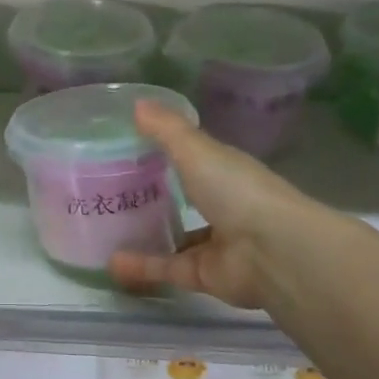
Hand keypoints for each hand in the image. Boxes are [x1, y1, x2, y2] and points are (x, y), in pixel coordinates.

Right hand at [109, 100, 343, 312]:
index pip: (195, 159)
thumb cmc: (235, 189)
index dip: (168, 152)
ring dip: (146, 235)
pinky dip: (140, 268)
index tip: (130, 147)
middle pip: (185, 199)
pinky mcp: (204, 276)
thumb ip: (166, 129)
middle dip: (155, 196)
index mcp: (224, 171)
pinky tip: (111, 263)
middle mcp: (223, 206)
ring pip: (176, 238)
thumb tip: (137, 103)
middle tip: (112, 191)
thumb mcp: (196, 149)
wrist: (272, 251)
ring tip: (107, 229)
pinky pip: (166, 270)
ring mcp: (214, 243)